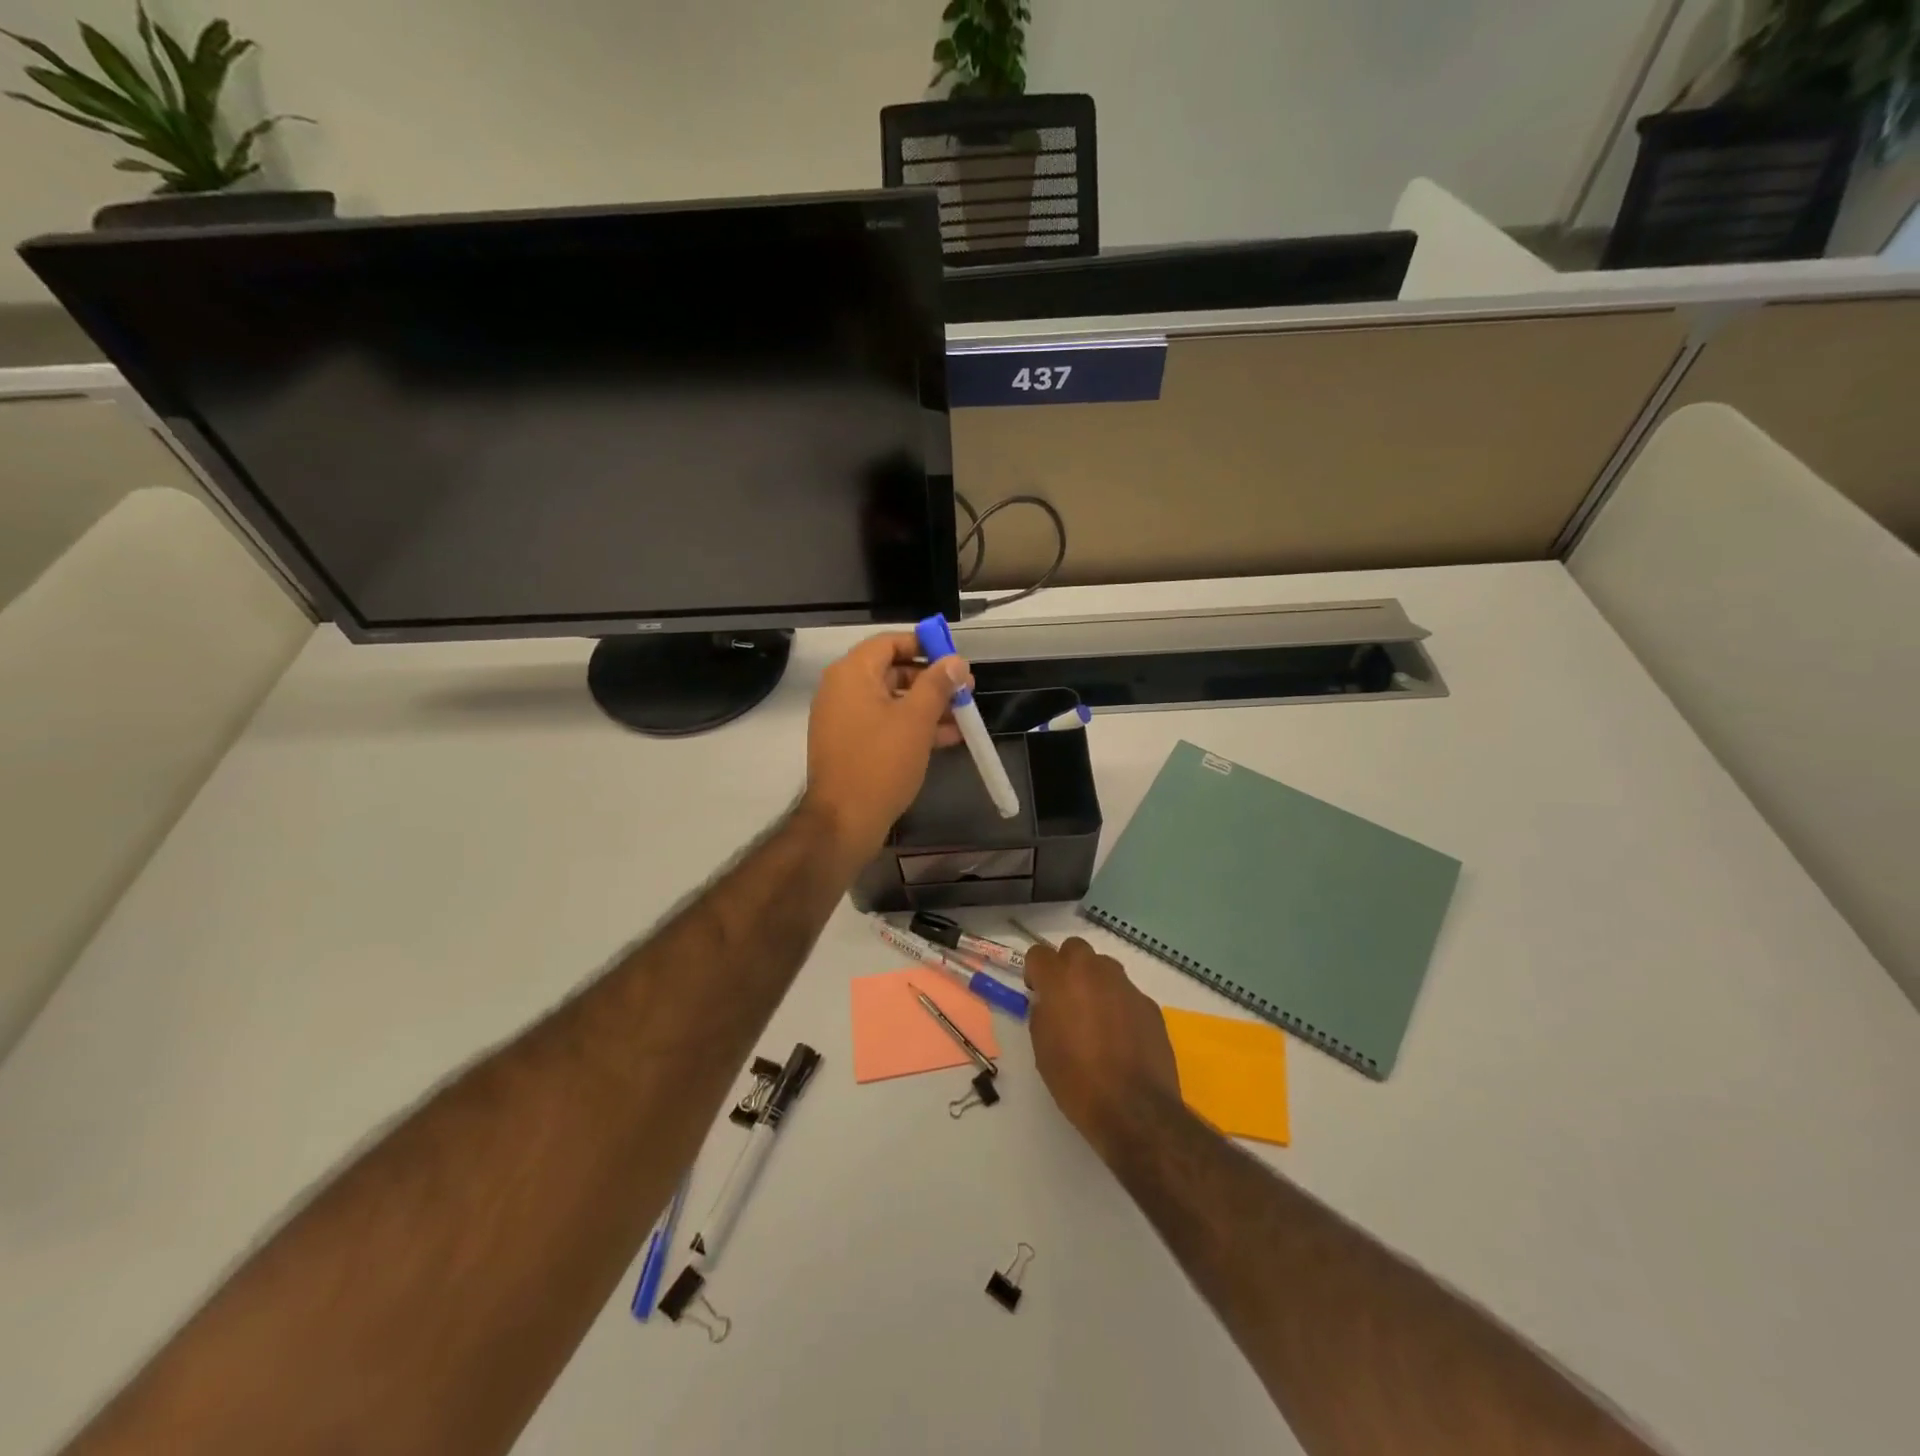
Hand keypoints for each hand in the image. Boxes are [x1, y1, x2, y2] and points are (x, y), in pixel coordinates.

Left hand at [802, 632, 968, 868]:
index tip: (954, 658)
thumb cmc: (881, 762)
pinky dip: (912, 727)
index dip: (924, 645)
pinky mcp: (850, 745)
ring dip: (927, 707)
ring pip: (892, 701)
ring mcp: (844, 719)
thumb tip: (955, 661)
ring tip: (963, 718)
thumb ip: (937, 684)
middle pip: (892, 671)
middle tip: (965, 691)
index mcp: (852, 673)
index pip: (890, 642)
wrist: (844, 820)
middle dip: (932, 680)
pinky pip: (884, 724)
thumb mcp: (916, 719)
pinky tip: (946, 738)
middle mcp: (842, 690)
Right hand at [1026, 937, 1181, 1163]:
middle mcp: (1094, 972)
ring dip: (1094, 982)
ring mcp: (1126, 986)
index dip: (1035, 971)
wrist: (1135, 1109)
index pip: (1038, 953)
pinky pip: (1127, 993)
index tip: (1037, 992)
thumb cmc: (1077, 1081)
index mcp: (1061, 979)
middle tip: (1066, 998)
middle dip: (1067, 966)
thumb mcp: (1043, 1048)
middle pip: (1075, 949)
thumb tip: (1050, 1003)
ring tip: (1095, 1017)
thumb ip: (1043, 1013)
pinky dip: (1119, 1005)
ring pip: (1104, 967)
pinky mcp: (1149, 1004)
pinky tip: (1121, 1036)